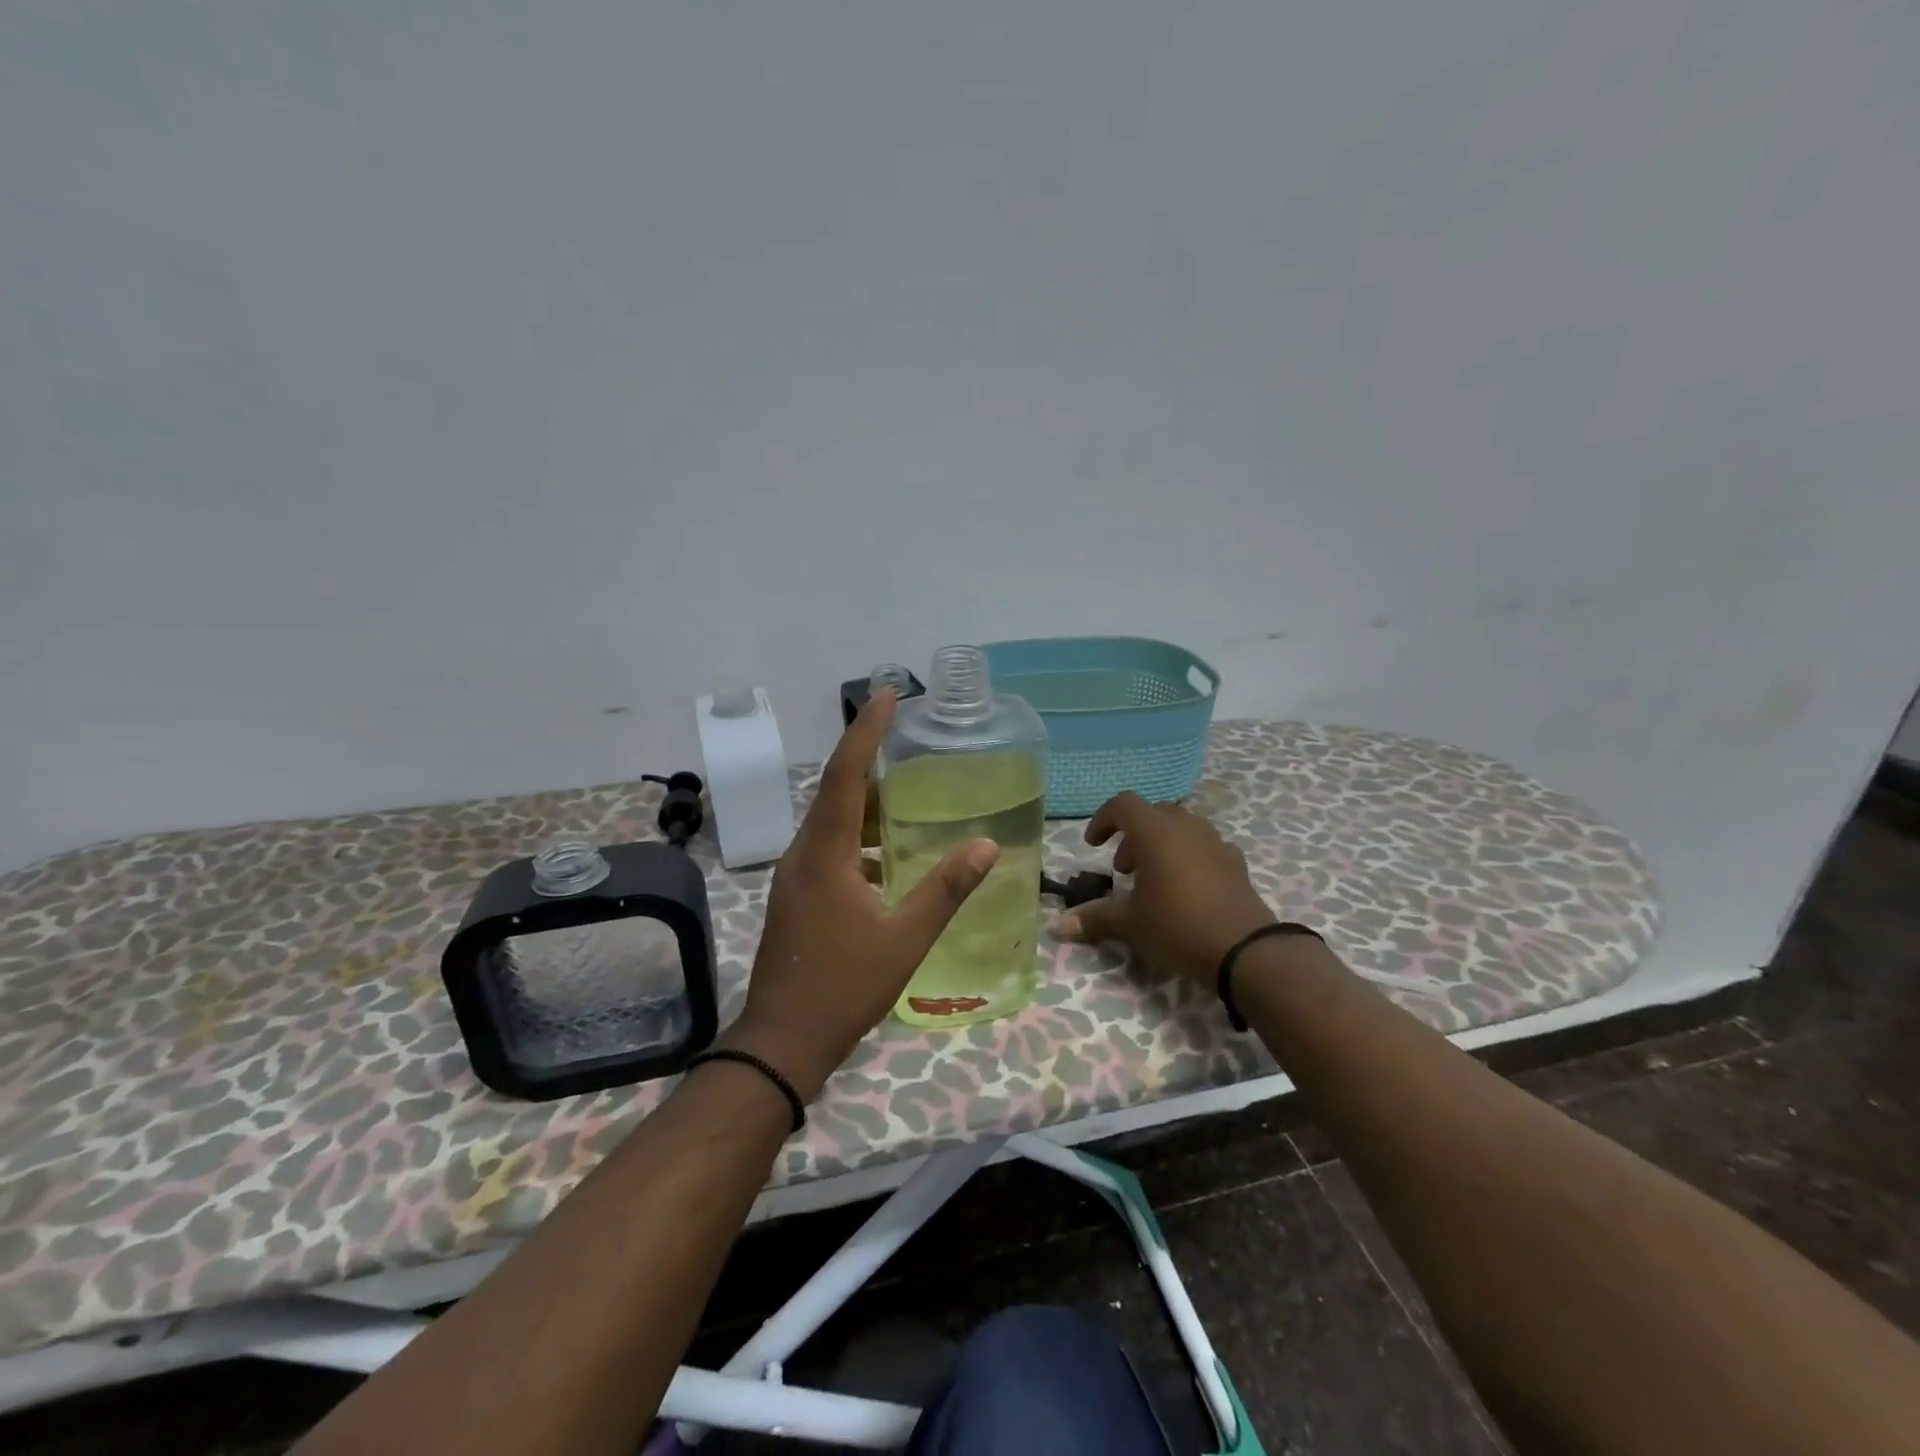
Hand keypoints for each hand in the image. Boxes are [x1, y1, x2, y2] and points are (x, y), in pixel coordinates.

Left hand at [719, 690, 999, 1099]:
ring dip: (866, 803)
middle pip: (836, 792)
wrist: (782, 1042)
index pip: (844, 775)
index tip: (887, 695)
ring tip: (907, 794)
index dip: (866, 732)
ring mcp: (796, 876)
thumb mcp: (905, 938)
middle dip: (870, 761)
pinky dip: (860, 837)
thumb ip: (946, 888)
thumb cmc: (844, 987)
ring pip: (832, 822)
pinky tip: (890, 855)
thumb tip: (987, 845)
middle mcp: (803, 855)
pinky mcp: (798, 895)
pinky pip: (830, 848)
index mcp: (824, 854)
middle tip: (907, 738)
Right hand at [1051, 791, 1274, 986]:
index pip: (1123, 804)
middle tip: (1123, 868)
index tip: (1093, 845)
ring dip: (1161, 844)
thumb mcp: (1131, 923)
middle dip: (1133, 835)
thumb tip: (1057, 926)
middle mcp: (1186, 827)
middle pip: (1154, 813)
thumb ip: (1094, 918)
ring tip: (1153, 879)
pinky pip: (1205, 847)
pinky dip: (1189, 858)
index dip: (1103, 820)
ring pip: (1181, 828)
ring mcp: (1215, 842)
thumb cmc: (1178, 926)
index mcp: (1156, 832)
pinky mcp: (1235, 863)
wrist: (1246, 950)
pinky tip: (1187, 889)